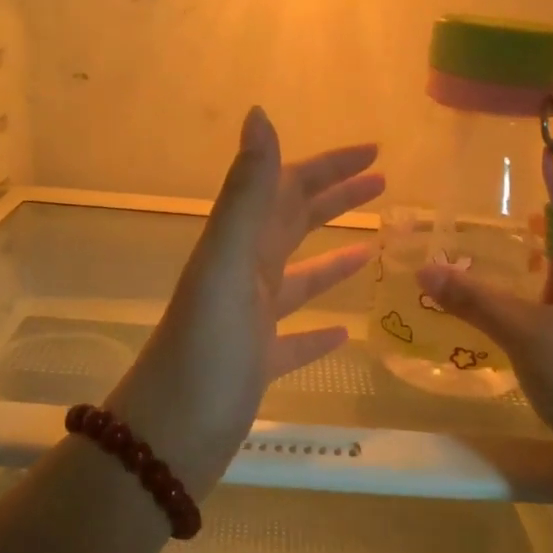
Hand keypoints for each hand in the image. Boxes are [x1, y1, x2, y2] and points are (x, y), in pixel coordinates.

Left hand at [108, 107, 383, 495]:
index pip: (287, 189)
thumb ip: (246, 194)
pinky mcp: (257, 364)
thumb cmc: (204, 350)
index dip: (328, 167)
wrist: (169, 437)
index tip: (374, 151)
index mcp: (238, 247)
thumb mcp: (227, 265)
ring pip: (297, 279)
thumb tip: (259, 114)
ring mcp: (249, 321)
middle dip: (335, 199)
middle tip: (383, 183)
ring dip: (332, 259)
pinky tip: (345, 332)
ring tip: (371, 248)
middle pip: (294, 224)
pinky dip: (319, 331)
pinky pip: (295, 340)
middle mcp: (243, 276)